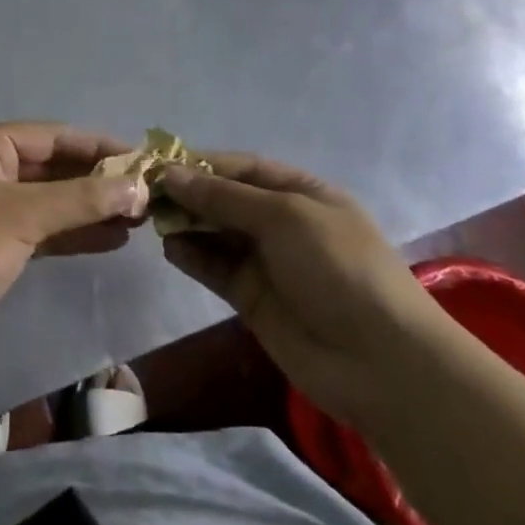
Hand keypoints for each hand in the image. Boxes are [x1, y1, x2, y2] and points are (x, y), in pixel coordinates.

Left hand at [0, 123, 148, 369]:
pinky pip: (39, 229)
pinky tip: (110, 240)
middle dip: (98, 181)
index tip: (145, 160)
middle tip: (147, 195)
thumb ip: (82, 199)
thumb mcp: (23, 216)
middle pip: (52, 167)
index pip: (53, 136)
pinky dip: (71, 233)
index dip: (100, 146)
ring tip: (138, 219)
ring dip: (90, 208)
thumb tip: (139, 186)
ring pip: (48, 200)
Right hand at [160, 157, 451, 429]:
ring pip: (215, 233)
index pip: (243, 168)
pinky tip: (170, 248)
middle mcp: (282, 223)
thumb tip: (170, 173)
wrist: (379, 362)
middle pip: (225, 199)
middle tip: (146, 192)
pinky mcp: (252, 298)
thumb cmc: (338, 268)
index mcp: (302, 193)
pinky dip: (192, 256)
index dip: (203, 163)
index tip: (160, 162)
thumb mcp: (283, 217)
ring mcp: (267, 262)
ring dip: (186, 223)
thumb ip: (224, 196)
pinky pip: (215, 268)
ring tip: (151, 218)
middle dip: (189, 193)